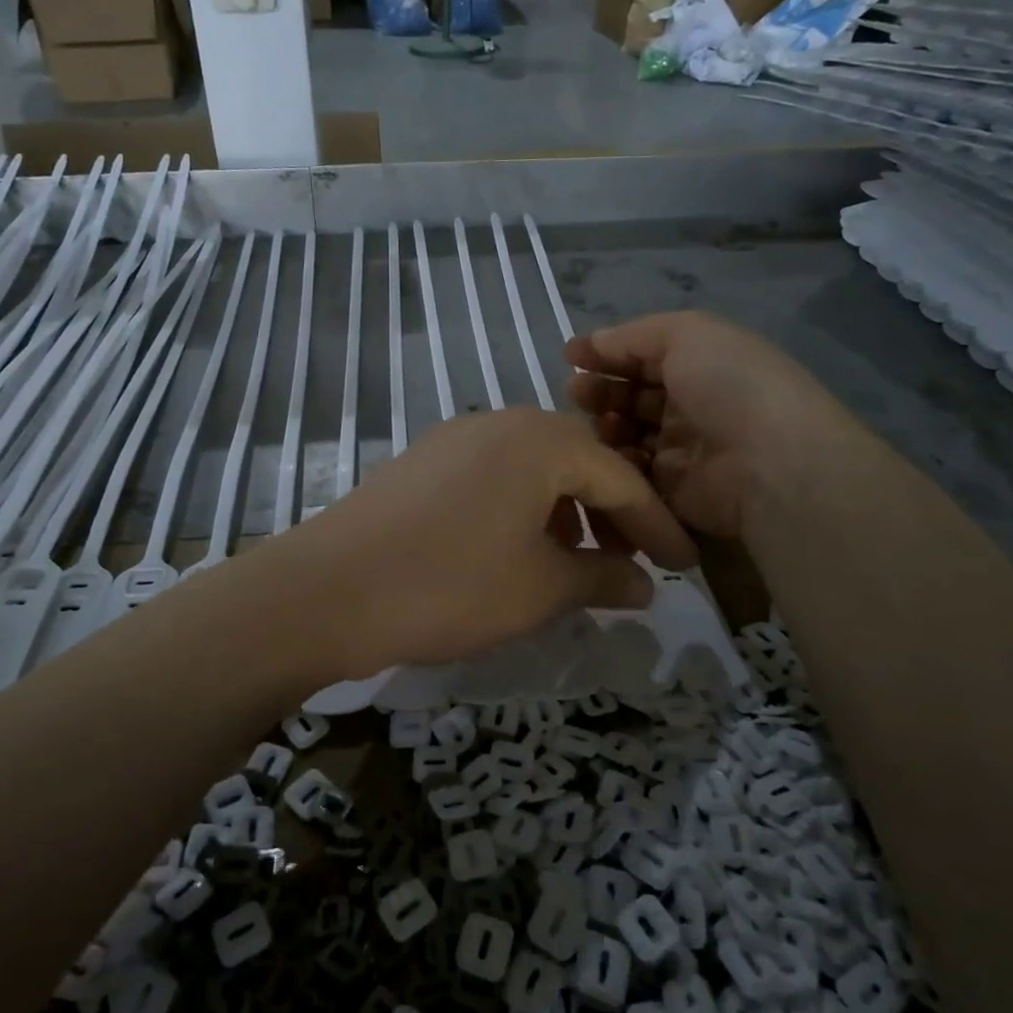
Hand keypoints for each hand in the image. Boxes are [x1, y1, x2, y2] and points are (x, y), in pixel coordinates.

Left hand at [258, 408, 696, 675]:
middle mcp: (497, 423)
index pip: (619, 476)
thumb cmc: (451, 584)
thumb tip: (645, 585)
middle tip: (626, 562)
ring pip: (529, 469)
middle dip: (608, 513)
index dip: (656, 525)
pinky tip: (513, 552)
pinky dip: (518, 510)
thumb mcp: (541, 589)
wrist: (329, 589)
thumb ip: (601, 579)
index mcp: (539, 440)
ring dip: (561, 512)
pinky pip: (489, 478)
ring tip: (572, 564)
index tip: (683, 567)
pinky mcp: (419, 464)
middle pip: (574, 462)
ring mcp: (452, 439)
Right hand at [566, 311, 845, 537]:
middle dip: (600, 390)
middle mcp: (692, 406)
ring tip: (597, 421)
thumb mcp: (687, 333)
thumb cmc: (731, 386)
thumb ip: (633, 335)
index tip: (571, 356)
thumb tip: (592, 344)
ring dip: (604, 423)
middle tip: (577, 391)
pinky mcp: (670, 491)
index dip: (609, 354)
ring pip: (625, 435)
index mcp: (702, 366)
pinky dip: (616, 460)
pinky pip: (631, 472)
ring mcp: (681, 450)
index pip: (644, 357)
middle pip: (631, 396)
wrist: (769, 464)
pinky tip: (611, 450)